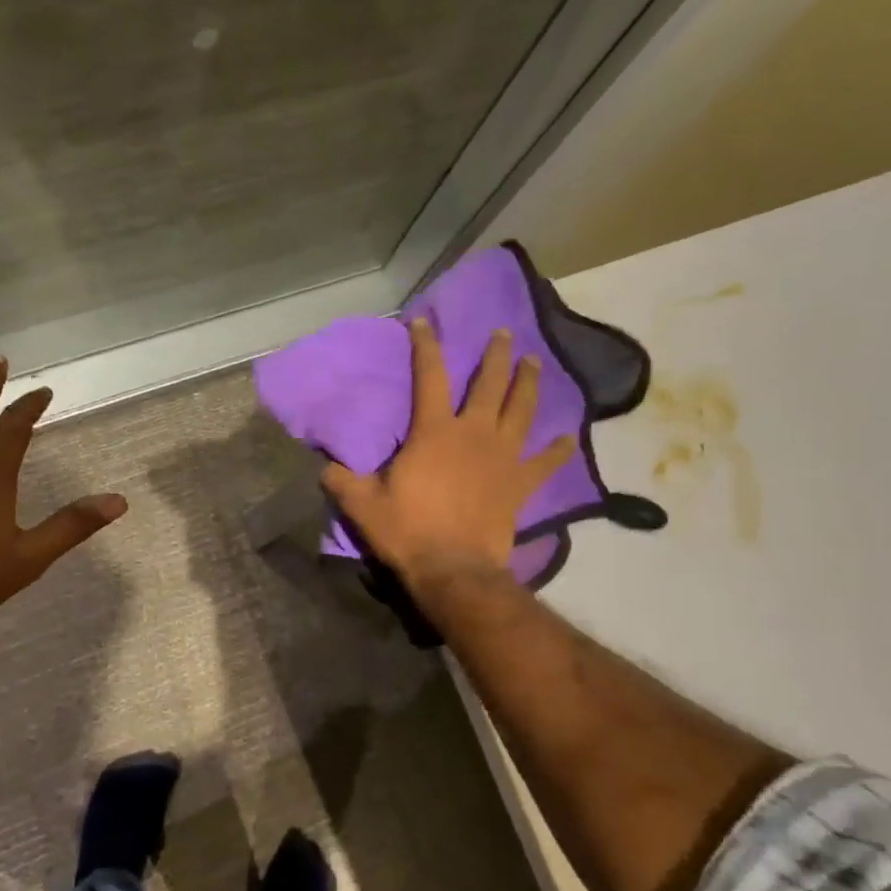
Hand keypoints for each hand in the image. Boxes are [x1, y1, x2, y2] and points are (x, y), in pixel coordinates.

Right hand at [322, 320, 572, 589]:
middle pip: (489, 384)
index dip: (425, 346)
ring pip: (521, 411)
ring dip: (528, 384)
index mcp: (434, 432)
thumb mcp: (362, 505)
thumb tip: (322, 465)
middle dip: (495, 355)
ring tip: (534, 362)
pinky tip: (567, 439)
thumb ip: (341, 480)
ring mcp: (503, 457)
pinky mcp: (520, 485)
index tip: (424, 321)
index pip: (429, 376)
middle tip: (504, 332)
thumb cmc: (407, 531)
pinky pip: (545, 463)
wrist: (453, 569)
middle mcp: (473, 434)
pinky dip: (557, 451)